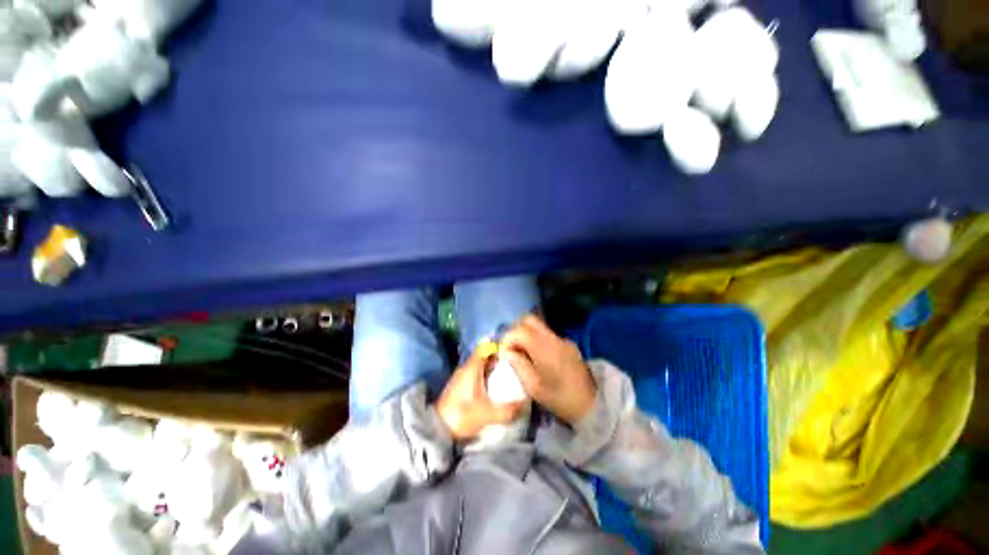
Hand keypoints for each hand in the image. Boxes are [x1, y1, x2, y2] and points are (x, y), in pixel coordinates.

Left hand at [435, 349, 524, 440]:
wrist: (436, 430)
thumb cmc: (461, 415)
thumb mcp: (486, 414)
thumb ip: (507, 410)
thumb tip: (524, 404)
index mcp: (472, 368)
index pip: (485, 347)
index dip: (498, 345)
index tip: (513, 348)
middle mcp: (466, 368)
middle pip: (484, 356)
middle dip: (499, 357)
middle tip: (516, 363)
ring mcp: (462, 377)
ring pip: (481, 366)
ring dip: (493, 367)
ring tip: (509, 374)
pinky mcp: (460, 386)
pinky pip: (477, 375)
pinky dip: (487, 376)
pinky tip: (495, 386)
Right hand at [500, 316, 596, 424]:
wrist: (593, 405)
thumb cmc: (560, 399)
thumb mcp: (534, 387)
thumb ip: (518, 365)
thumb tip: (505, 352)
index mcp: (544, 348)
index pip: (520, 330)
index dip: (508, 338)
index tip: (504, 353)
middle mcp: (554, 338)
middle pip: (529, 320)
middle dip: (516, 330)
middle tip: (512, 347)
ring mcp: (563, 340)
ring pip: (539, 326)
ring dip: (527, 334)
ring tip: (523, 353)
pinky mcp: (569, 344)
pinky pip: (548, 335)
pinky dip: (538, 340)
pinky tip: (538, 357)